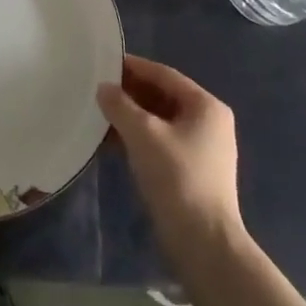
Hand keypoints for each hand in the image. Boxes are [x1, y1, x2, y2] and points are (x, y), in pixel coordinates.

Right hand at [97, 54, 244, 268]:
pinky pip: (160, 142)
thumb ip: (120, 106)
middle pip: (162, 97)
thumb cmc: (177, 177)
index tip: (103, 63)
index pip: (164, 75)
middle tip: (96, 90)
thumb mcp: (143, 134)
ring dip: (130, 118)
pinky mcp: (191, 171)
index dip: (133, 67)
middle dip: (129, 94)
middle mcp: (208, 122)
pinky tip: (111, 144)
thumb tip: (104, 88)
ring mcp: (201, 148)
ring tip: (98, 116)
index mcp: (205, 106)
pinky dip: (137, 139)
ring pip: (159, 121)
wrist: (203, 241)